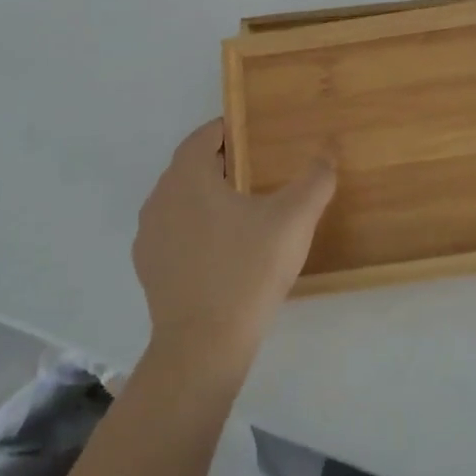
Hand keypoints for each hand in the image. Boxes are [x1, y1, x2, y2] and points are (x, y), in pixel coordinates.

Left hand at [134, 118, 336, 368]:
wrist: (204, 346)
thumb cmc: (248, 270)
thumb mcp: (293, 220)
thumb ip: (315, 180)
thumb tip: (326, 154)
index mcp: (187, 178)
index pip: (202, 137)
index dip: (228, 129)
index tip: (254, 133)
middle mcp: (159, 199)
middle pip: (190, 167)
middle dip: (222, 163)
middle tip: (259, 169)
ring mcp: (149, 237)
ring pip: (181, 201)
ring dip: (208, 196)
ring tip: (244, 209)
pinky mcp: (149, 269)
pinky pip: (174, 232)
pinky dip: (196, 228)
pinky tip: (224, 248)